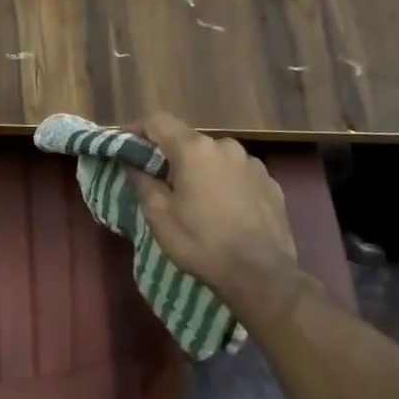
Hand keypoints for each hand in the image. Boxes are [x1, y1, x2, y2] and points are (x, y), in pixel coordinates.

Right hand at [125, 113, 296, 293]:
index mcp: (194, 149)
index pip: (157, 121)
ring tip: (197, 199)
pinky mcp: (272, 183)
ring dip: (201, 169)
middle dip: (172, 156)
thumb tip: (132, 163)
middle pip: (188, 140)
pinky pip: (238, 173)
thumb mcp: (159, 215)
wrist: (263, 277)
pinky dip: (226, 182)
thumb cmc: (202, 242)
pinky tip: (225, 209)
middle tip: (161, 182)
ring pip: (215, 157)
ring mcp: (252, 163)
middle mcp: (225, 146)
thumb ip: (141, 181)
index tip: (126, 146)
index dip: (137, 129)